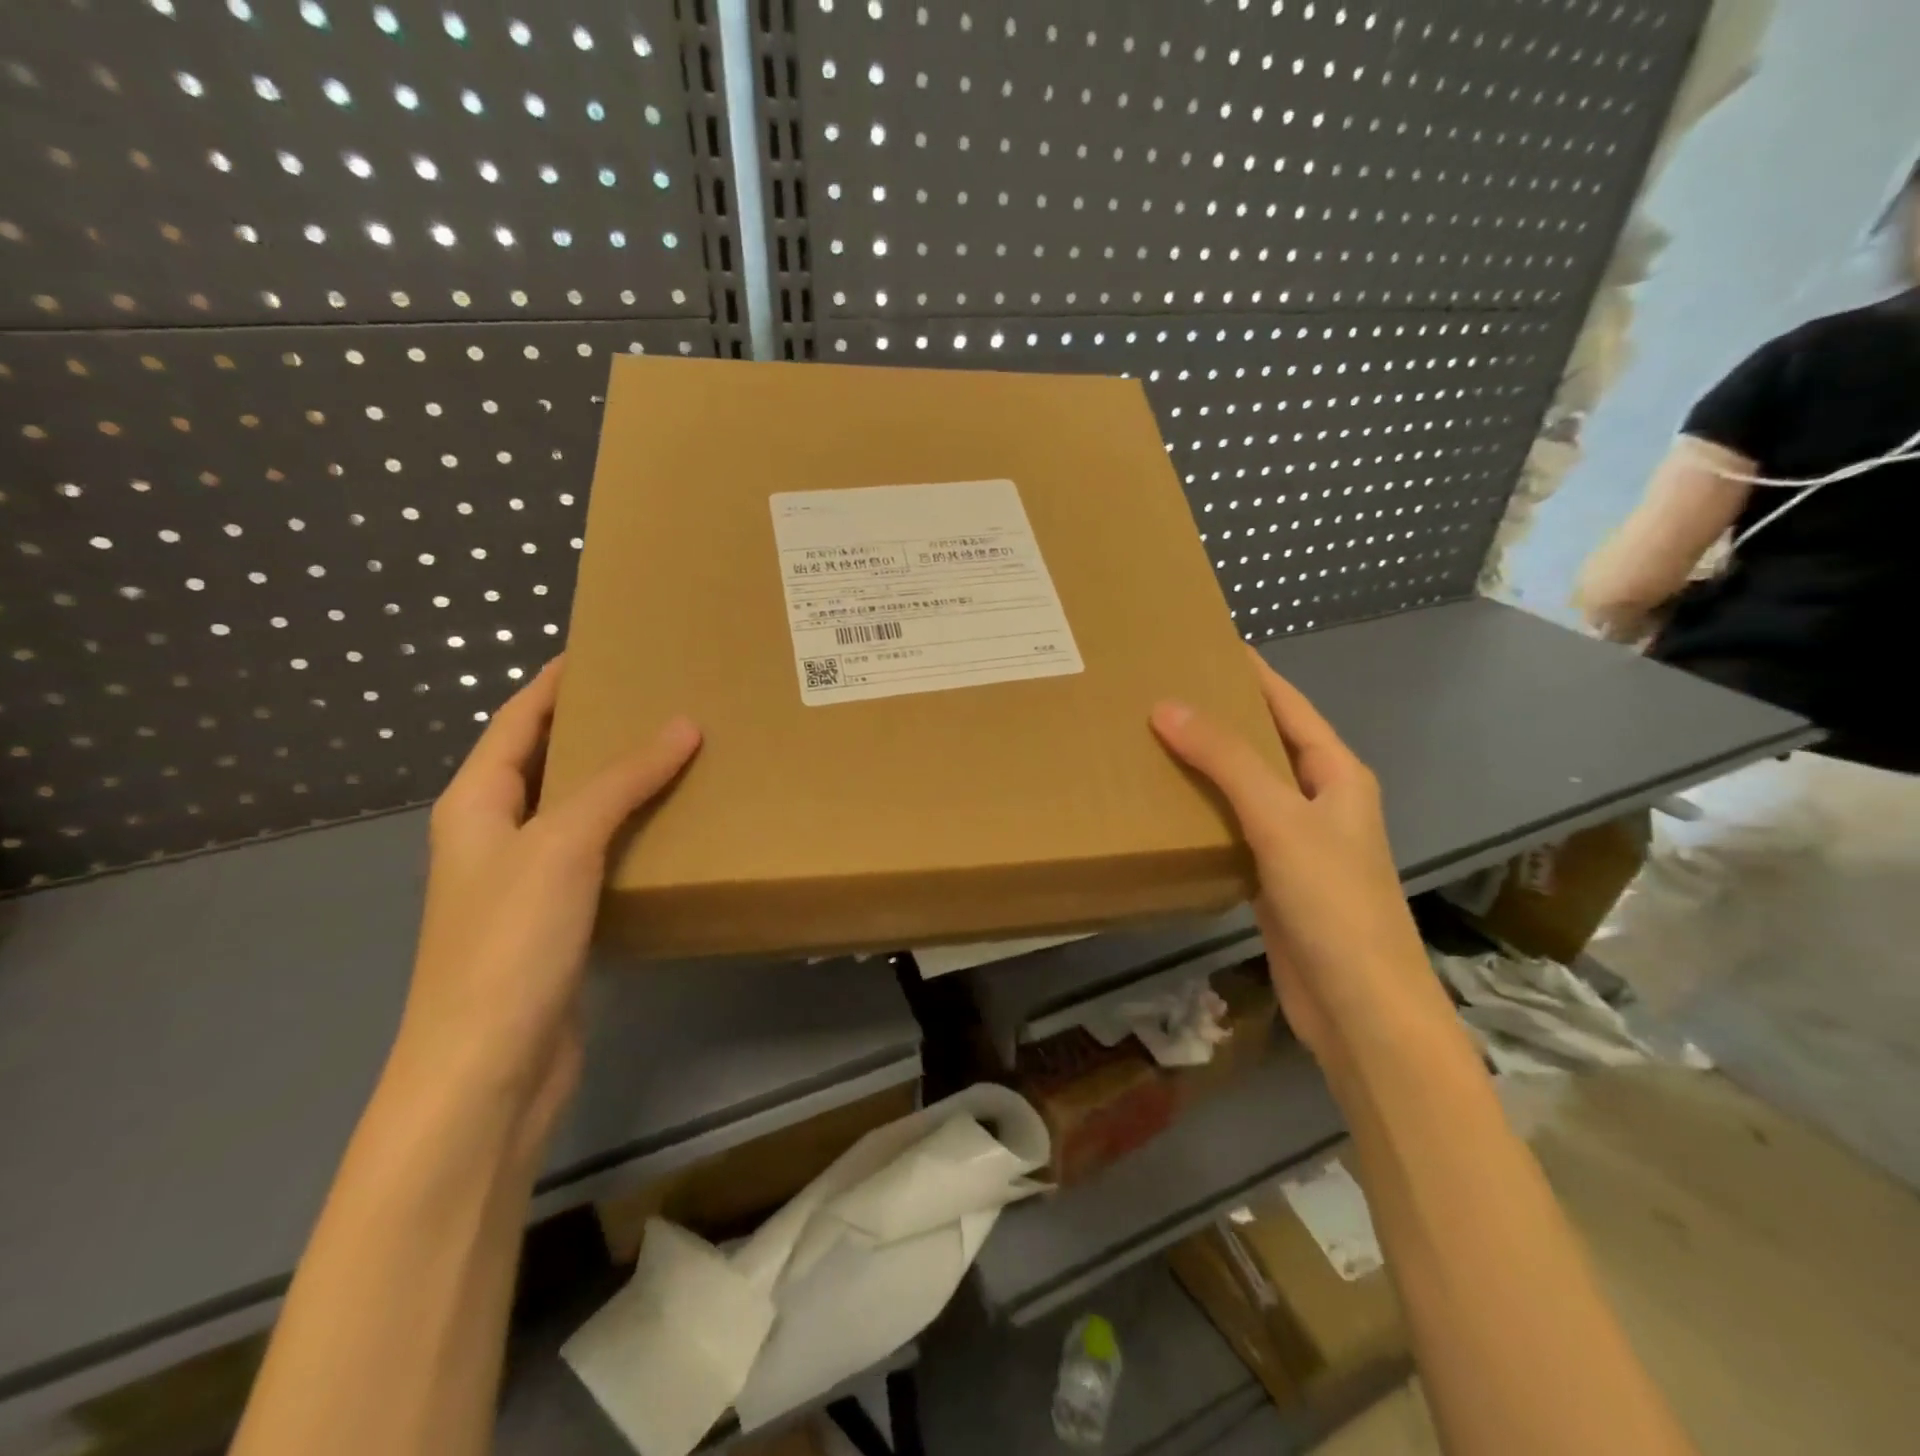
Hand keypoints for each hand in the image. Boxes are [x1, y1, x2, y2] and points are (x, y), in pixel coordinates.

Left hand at [394, 659, 700, 1132]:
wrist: (490, 1070)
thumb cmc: (509, 943)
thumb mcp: (564, 844)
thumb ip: (622, 781)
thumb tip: (684, 724)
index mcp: (476, 803)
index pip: (518, 720)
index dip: (557, 681)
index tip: (608, 647)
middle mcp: (496, 834)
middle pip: (550, 761)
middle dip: (600, 726)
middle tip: (665, 695)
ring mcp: (527, 881)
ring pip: (580, 810)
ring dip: (624, 781)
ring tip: (683, 751)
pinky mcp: (560, 920)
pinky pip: (601, 855)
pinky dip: (634, 832)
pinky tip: (676, 826)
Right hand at [1150, 651, 1455, 1064]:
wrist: (1359, 1006)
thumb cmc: (1333, 902)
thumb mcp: (1280, 819)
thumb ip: (1226, 761)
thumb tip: (1167, 706)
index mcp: (1337, 773)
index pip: (1288, 705)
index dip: (1252, 673)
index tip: (1205, 644)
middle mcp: (1320, 800)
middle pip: (1265, 743)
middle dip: (1220, 716)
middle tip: (1160, 690)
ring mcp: (1298, 841)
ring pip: (1246, 787)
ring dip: (1207, 765)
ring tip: (1152, 739)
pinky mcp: (1275, 878)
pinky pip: (1234, 828)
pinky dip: (1204, 811)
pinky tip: (1167, 804)